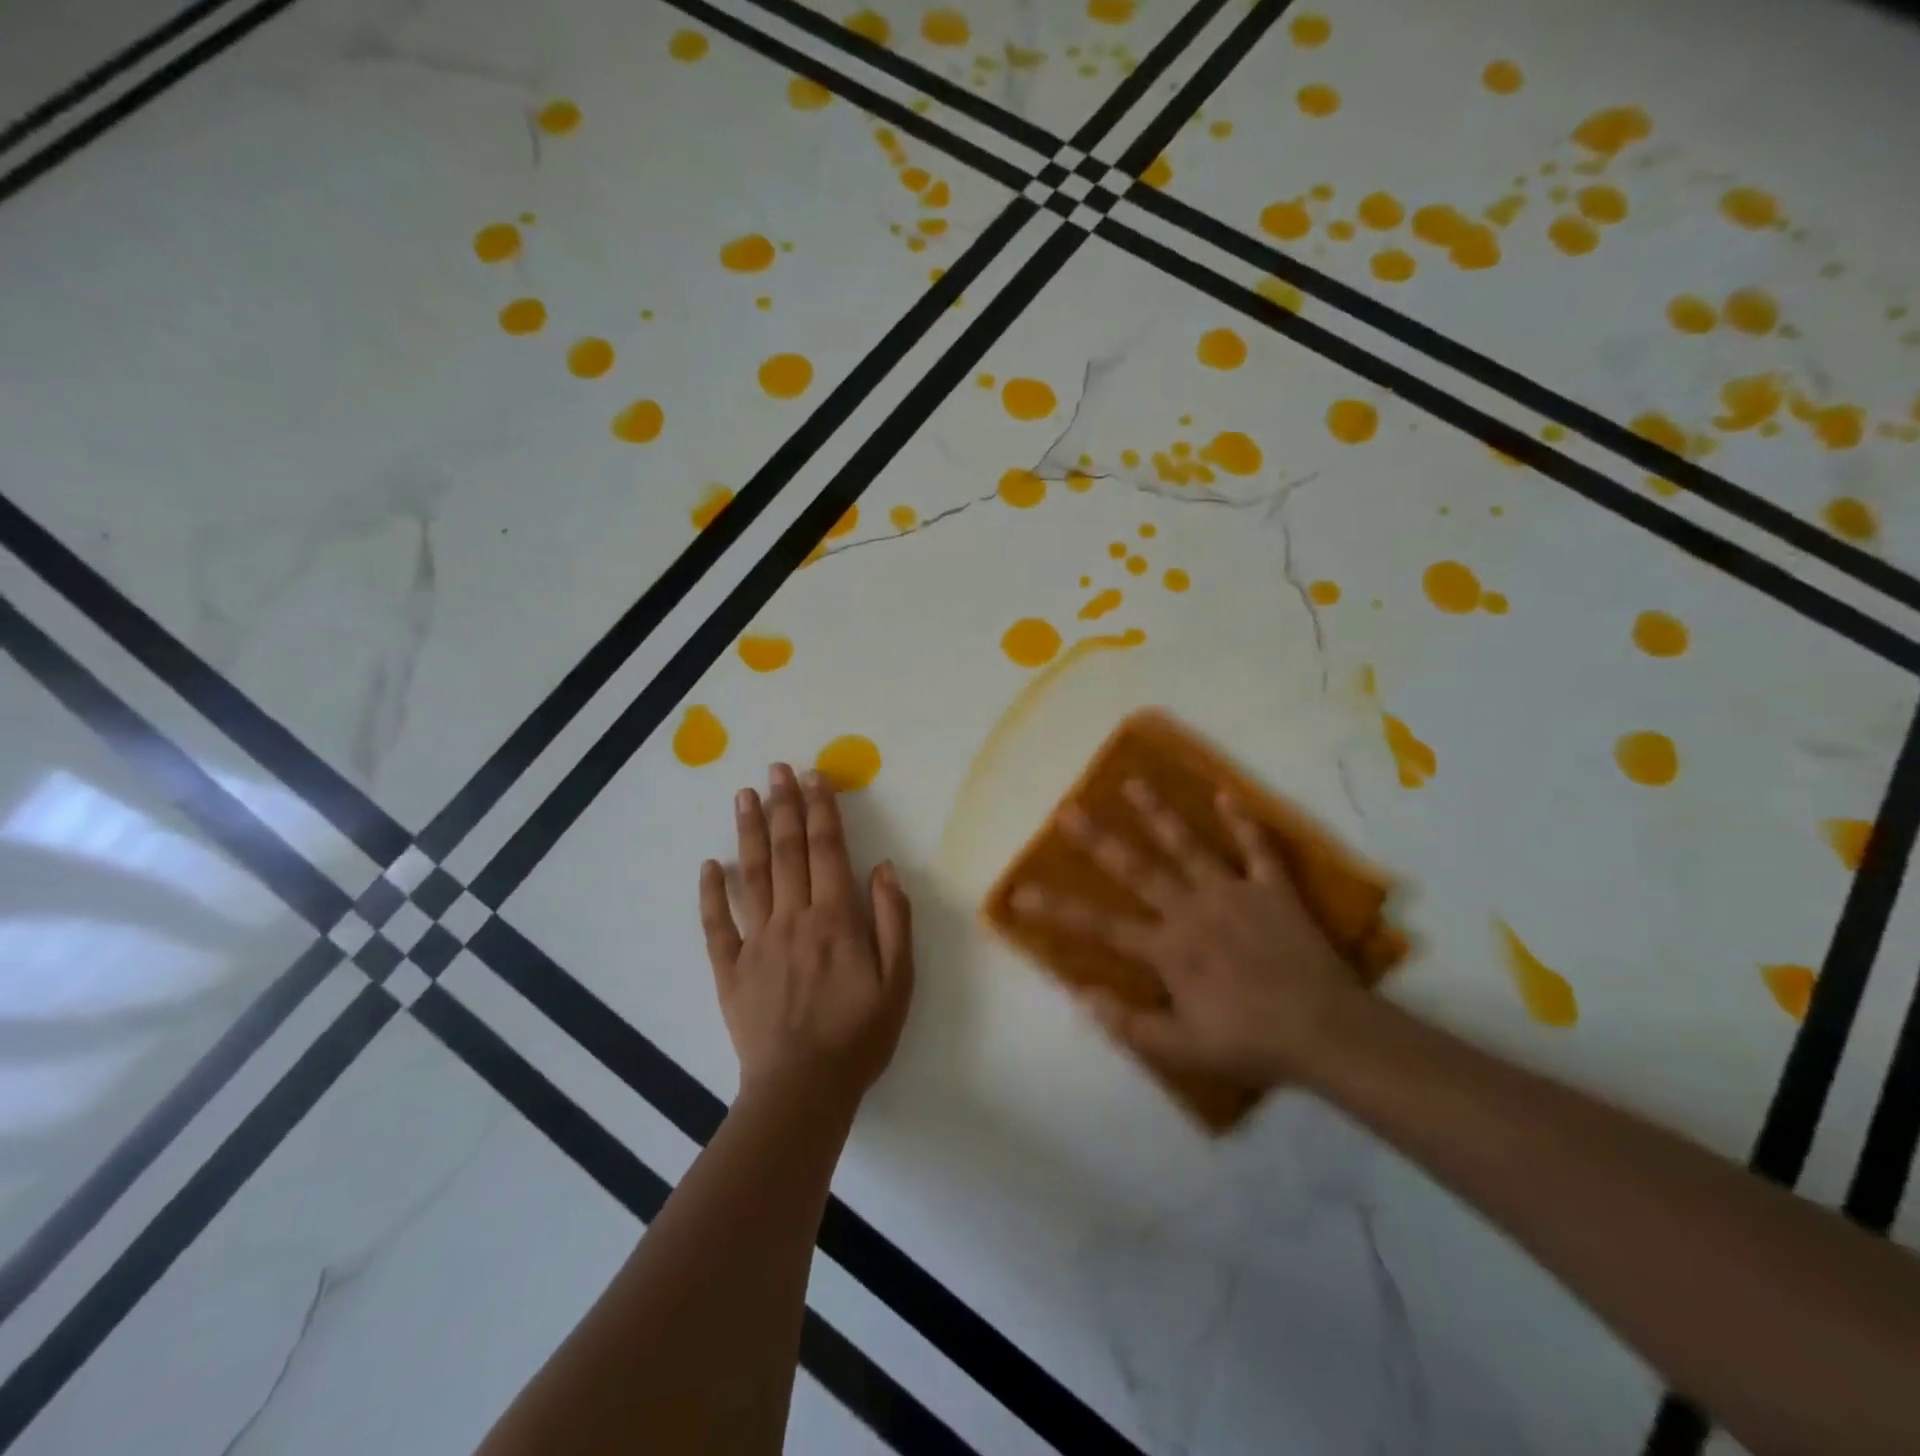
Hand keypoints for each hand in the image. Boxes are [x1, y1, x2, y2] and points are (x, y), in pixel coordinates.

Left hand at [699, 763, 914, 1110]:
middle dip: (784, 805)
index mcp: (835, 919)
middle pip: (786, 851)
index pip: (827, 850)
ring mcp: (756, 941)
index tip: (814, 776)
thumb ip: (892, 920)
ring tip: (745, 796)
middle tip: (776, 769)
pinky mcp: (730, 969)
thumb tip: (883, 867)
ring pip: (751, 875)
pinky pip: (717, 924)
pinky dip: (711, 893)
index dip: (821, 810)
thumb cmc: (859, 1035)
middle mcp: (793, 919)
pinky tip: (710, 865)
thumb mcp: (898, 981)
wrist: (802, 1090)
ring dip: (749, 832)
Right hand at [1011, 780, 1361, 1083]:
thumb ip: (1128, 1024)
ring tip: (1133, 782)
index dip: (1056, 910)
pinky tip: (1226, 795)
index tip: (1020, 892)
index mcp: (1167, 948)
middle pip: (1136, 868)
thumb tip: (1080, 994)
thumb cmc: (1250, 1041)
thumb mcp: (1182, 1048)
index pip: (1099, 926)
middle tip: (1068, 809)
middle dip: (1097, 840)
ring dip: (1159, 813)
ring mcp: (1231, 893)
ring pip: (1188, 846)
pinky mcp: (1271, 889)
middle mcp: (1191, 909)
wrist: (1326, 1030)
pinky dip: (1242, 822)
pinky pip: (1256, 849)